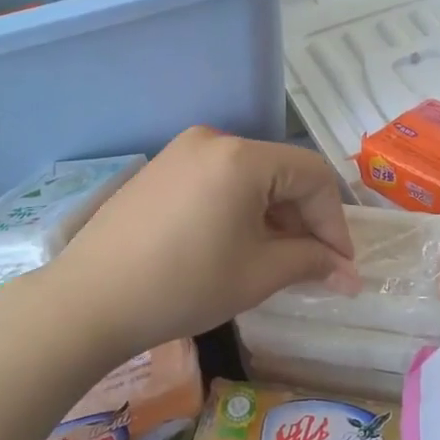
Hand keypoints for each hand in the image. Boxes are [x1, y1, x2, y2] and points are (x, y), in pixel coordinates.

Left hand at [47, 129, 360, 356]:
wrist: (90, 299)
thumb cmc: (184, 285)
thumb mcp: (258, 274)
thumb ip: (311, 262)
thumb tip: (350, 274)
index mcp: (242, 157)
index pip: (313, 176)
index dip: (335, 222)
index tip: (340, 267)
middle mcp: (213, 140)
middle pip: (281, 172)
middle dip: (304, 220)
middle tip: (312, 268)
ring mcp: (180, 152)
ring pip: (249, 178)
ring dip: (273, 216)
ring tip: (275, 261)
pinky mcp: (159, 170)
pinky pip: (217, 181)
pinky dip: (239, 209)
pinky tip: (235, 246)